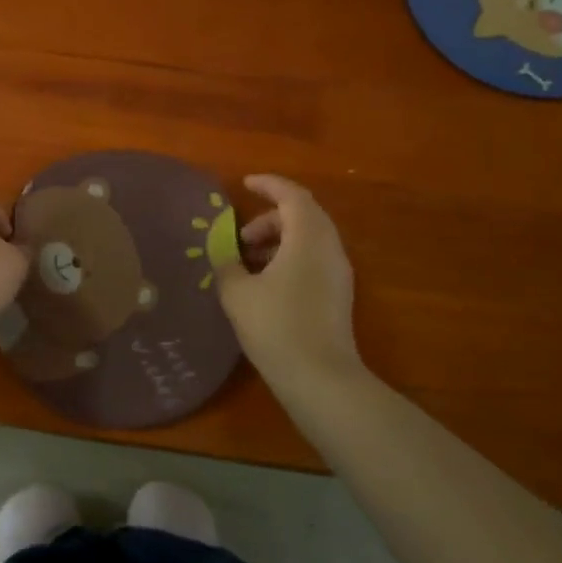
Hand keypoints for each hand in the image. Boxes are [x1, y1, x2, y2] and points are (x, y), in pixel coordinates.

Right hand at [214, 174, 361, 385]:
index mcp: (308, 238)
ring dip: (279, 239)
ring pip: (309, 238)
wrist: (320, 378)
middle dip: (270, 218)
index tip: (245, 184)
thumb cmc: (276, 327)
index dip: (269, 185)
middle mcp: (329, 248)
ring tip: (248, 261)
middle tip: (240, 237)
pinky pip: (314, 258)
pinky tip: (266, 282)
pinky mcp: (339, 294)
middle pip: (303, 215)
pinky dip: (290, 257)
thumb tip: (223, 251)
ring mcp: (338, 272)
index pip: (292, 195)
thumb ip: (226, 263)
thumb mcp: (238, 293)